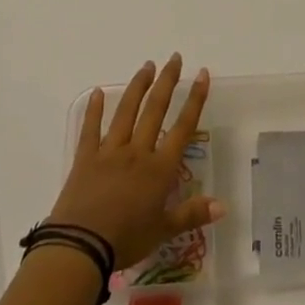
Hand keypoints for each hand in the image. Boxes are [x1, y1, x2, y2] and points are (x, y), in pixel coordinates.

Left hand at [49, 54, 224, 266]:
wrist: (81, 247)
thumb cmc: (126, 240)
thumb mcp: (163, 232)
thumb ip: (192, 214)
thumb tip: (223, 206)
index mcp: (159, 169)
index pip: (183, 127)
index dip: (194, 99)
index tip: (201, 74)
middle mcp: (137, 151)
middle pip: (155, 109)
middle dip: (167, 81)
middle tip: (174, 58)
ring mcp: (110, 151)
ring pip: (126, 111)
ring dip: (138, 86)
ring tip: (147, 66)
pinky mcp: (85, 158)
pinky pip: (90, 129)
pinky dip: (93, 110)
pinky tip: (96, 92)